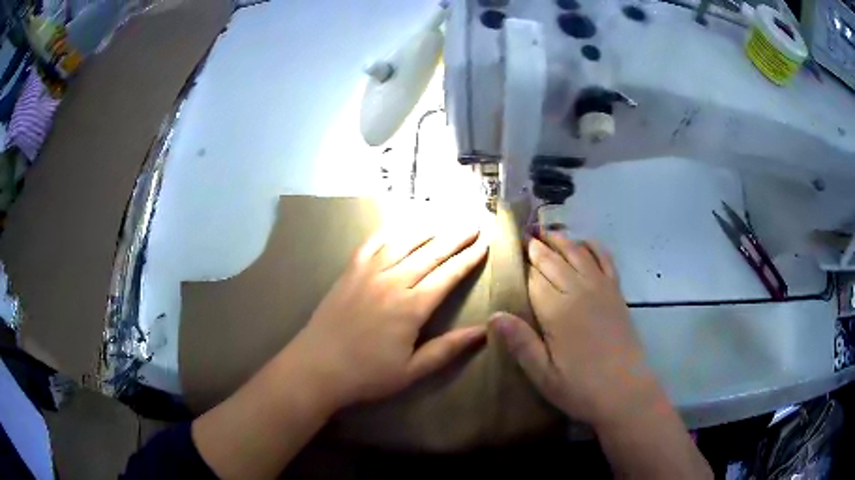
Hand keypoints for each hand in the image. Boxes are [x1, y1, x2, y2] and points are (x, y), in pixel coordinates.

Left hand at [291, 223, 488, 408]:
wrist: (316, 367)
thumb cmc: (367, 374)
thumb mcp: (412, 370)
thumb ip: (447, 349)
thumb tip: (483, 331)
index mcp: (411, 307)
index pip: (448, 275)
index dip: (468, 259)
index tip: (484, 244)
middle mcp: (392, 282)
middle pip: (430, 253)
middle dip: (455, 237)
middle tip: (473, 224)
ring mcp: (368, 273)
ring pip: (403, 243)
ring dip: (427, 229)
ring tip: (445, 220)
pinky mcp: (349, 272)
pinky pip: (372, 243)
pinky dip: (389, 231)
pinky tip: (399, 226)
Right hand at [491, 232, 655, 425]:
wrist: (626, 391)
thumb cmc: (580, 387)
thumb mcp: (543, 375)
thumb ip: (521, 343)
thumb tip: (494, 315)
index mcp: (557, 311)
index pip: (533, 277)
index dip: (520, 264)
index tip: (508, 252)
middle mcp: (579, 291)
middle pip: (553, 260)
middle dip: (536, 246)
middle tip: (522, 236)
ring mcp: (601, 289)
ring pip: (577, 253)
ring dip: (560, 240)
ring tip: (545, 232)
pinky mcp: (616, 293)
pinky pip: (605, 260)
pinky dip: (593, 246)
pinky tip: (585, 242)